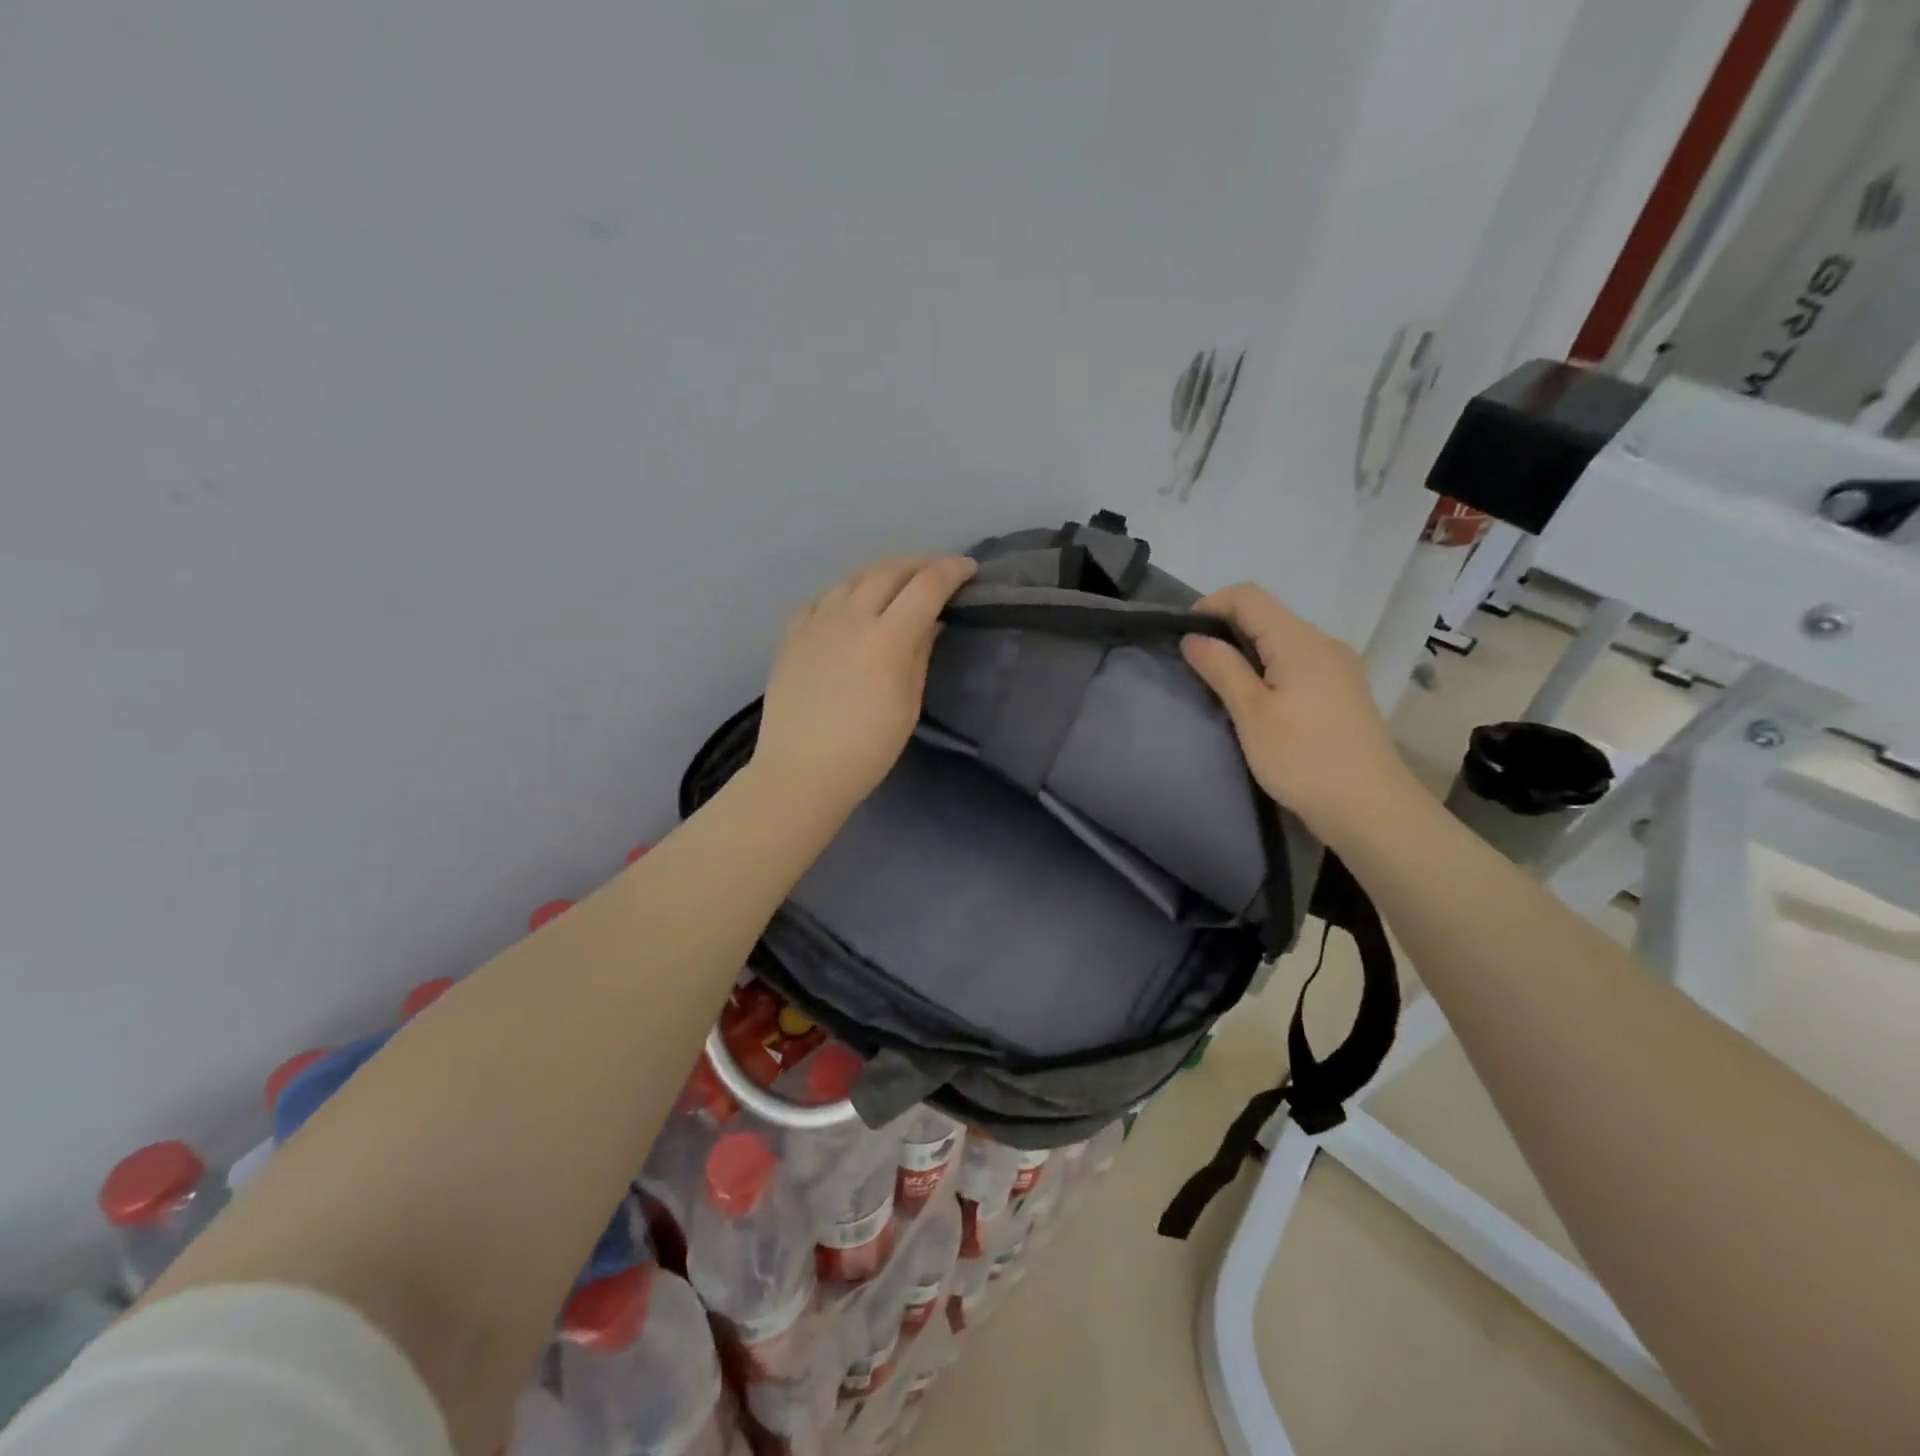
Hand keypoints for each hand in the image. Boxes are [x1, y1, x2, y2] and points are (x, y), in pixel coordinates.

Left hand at [753, 556, 977, 812]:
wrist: (801, 770)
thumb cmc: (866, 749)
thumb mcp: (907, 705)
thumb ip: (918, 655)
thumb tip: (929, 622)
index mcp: (886, 638)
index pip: (926, 586)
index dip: (951, 571)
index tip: (969, 569)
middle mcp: (850, 618)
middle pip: (888, 571)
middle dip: (918, 564)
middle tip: (936, 573)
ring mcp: (816, 622)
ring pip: (852, 578)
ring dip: (881, 573)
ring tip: (895, 584)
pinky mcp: (791, 635)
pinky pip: (821, 598)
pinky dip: (844, 593)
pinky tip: (849, 605)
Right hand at [1183, 584, 1419, 845]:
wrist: (1369, 808)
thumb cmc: (1302, 758)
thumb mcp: (1251, 713)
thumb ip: (1221, 668)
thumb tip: (1194, 637)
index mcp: (1300, 641)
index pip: (1249, 596)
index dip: (1211, 605)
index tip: (1184, 637)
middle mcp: (1324, 643)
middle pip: (1267, 615)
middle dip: (1226, 629)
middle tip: (1196, 665)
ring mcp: (1339, 667)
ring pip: (1283, 641)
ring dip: (1248, 651)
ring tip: (1222, 686)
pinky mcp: (1345, 691)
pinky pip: (1299, 663)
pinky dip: (1270, 669)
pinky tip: (1259, 702)